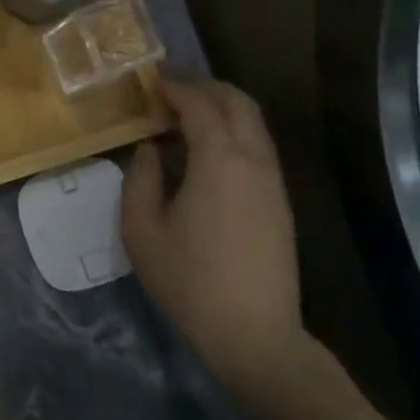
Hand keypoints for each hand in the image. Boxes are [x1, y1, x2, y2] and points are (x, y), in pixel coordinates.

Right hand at [122, 79, 307, 396]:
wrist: (255, 336)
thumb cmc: (189, 281)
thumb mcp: (141, 230)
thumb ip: (140, 178)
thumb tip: (149, 149)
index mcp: (219, 161)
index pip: (199, 104)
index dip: (173, 88)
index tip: (148, 84)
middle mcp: (253, 161)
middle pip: (238, 102)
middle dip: (204, 88)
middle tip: (169, 93)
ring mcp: (272, 181)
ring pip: (253, 123)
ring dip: (221, 110)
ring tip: (183, 121)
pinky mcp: (280, 202)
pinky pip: (258, 147)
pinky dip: (233, 133)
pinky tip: (205, 154)